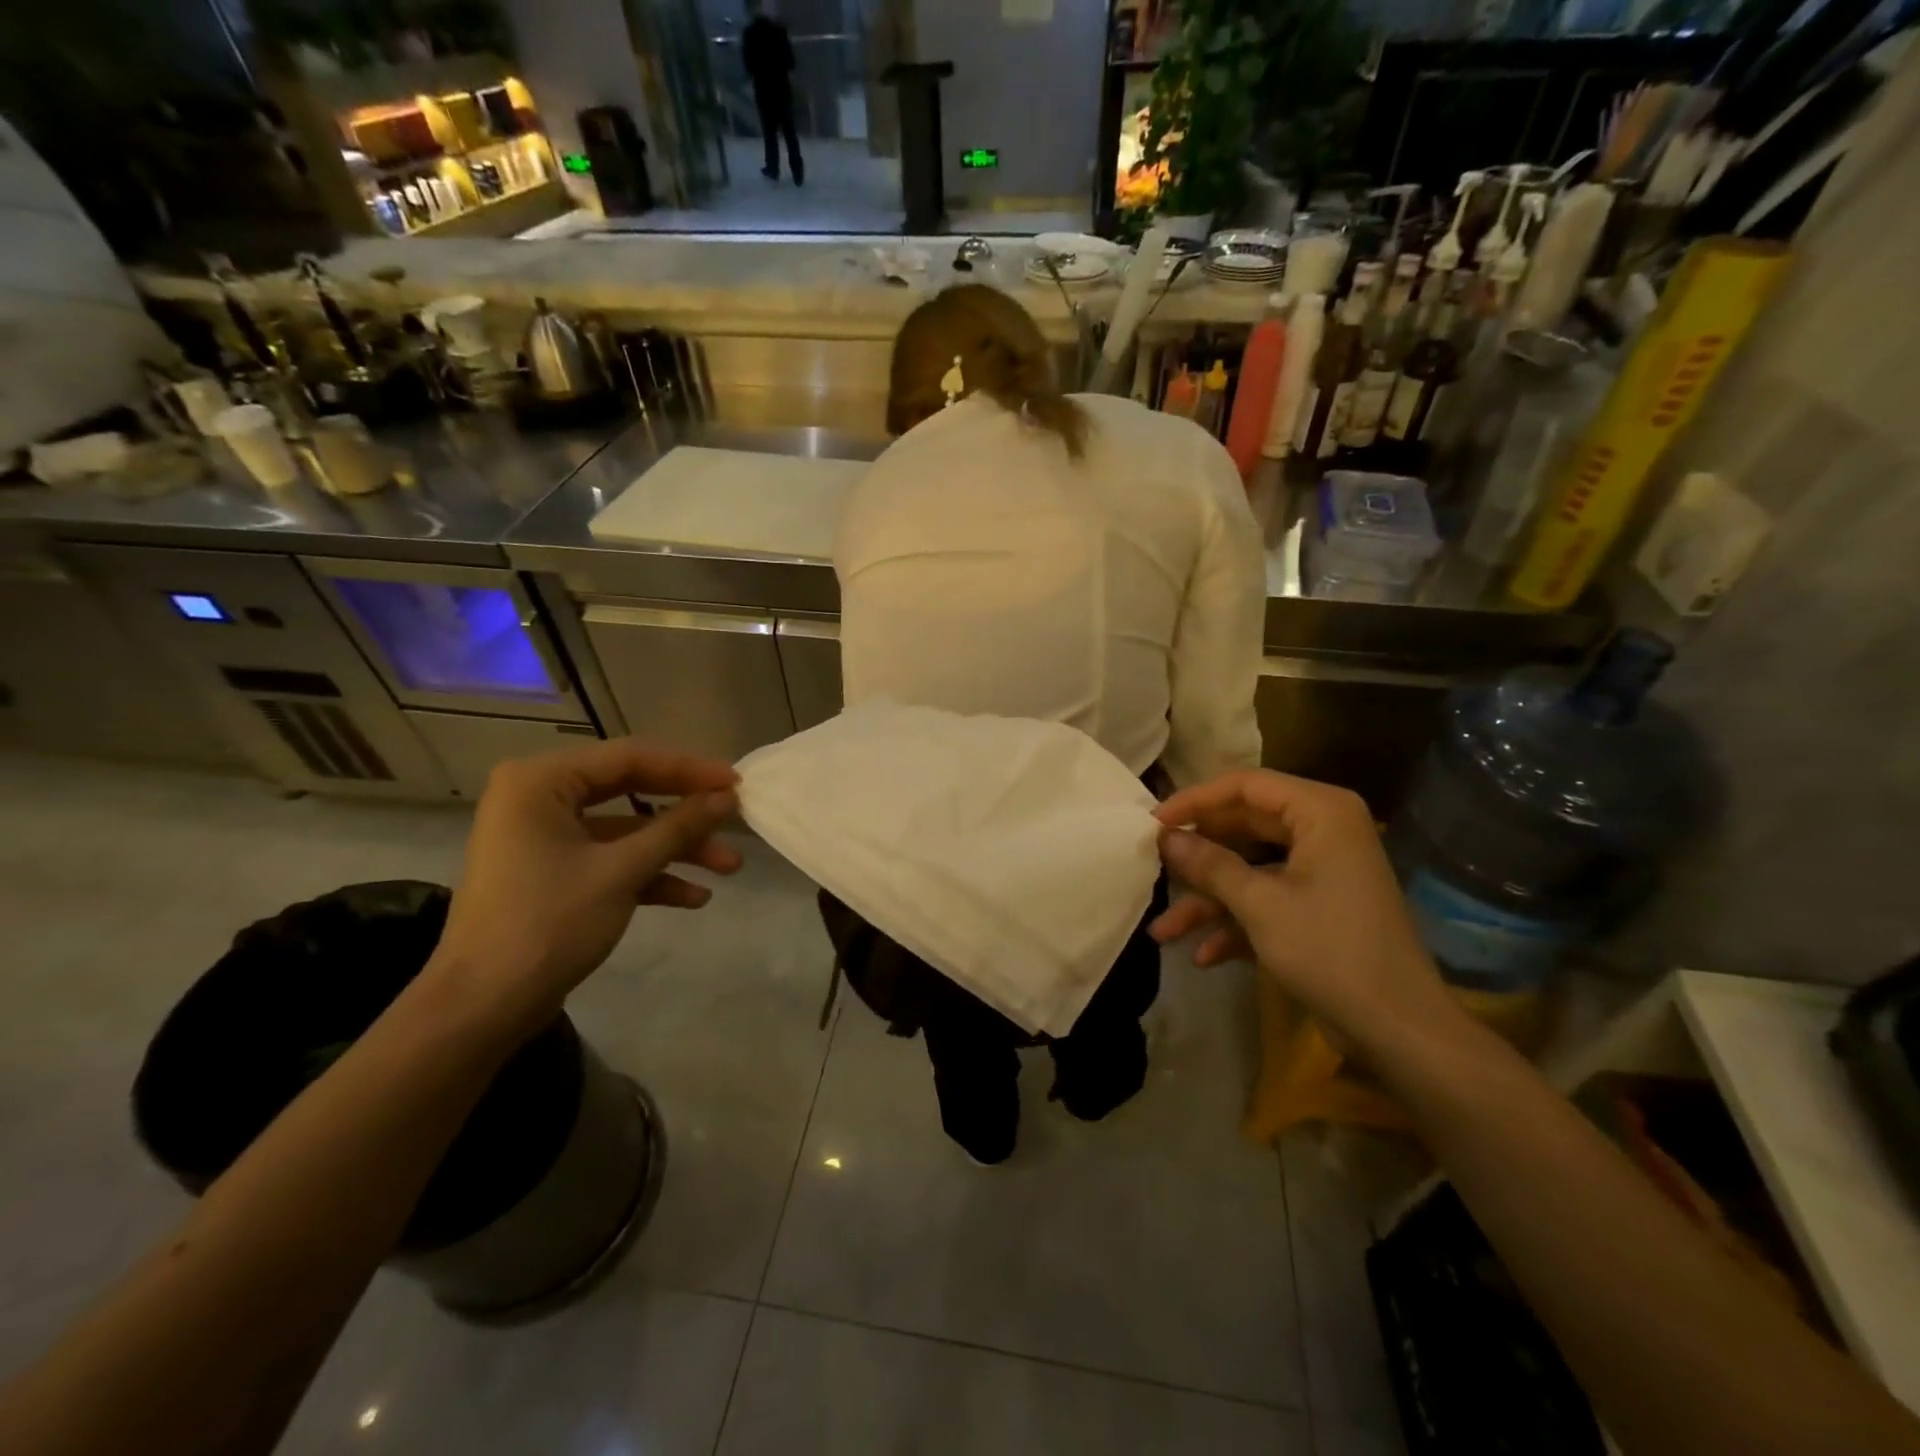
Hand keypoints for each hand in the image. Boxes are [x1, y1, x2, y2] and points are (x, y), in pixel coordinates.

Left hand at [430, 739, 740, 1029]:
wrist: (482, 1008)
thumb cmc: (547, 924)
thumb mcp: (622, 871)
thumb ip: (678, 828)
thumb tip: (728, 797)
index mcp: (541, 781)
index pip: (629, 758)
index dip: (689, 770)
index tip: (736, 783)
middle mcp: (539, 798)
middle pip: (631, 791)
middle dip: (686, 814)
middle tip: (735, 820)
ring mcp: (545, 837)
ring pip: (626, 830)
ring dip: (676, 849)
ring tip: (729, 867)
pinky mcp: (553, 872)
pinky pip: (611, 859)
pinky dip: (650, 875)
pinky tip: (693, 897)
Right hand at [1152, 769, 1457, 1053]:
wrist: (1399, 1030)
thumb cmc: (1331, 951)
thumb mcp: (1260, 905)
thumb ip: (1209, 865)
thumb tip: (1164, 837)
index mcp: (1320, 813)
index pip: (1245, 786)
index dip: (1195, 801)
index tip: (1153, 823)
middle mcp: (1322, 831)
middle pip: (1243, 827)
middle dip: (1198, 856)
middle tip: (1153, 865)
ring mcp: (1319, 871)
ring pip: (1249, 870)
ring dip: (1209, 901)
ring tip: (1162, 931)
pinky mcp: (1316, 907)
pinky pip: (1266, 900)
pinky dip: (1235, 924)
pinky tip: (1204, 956)